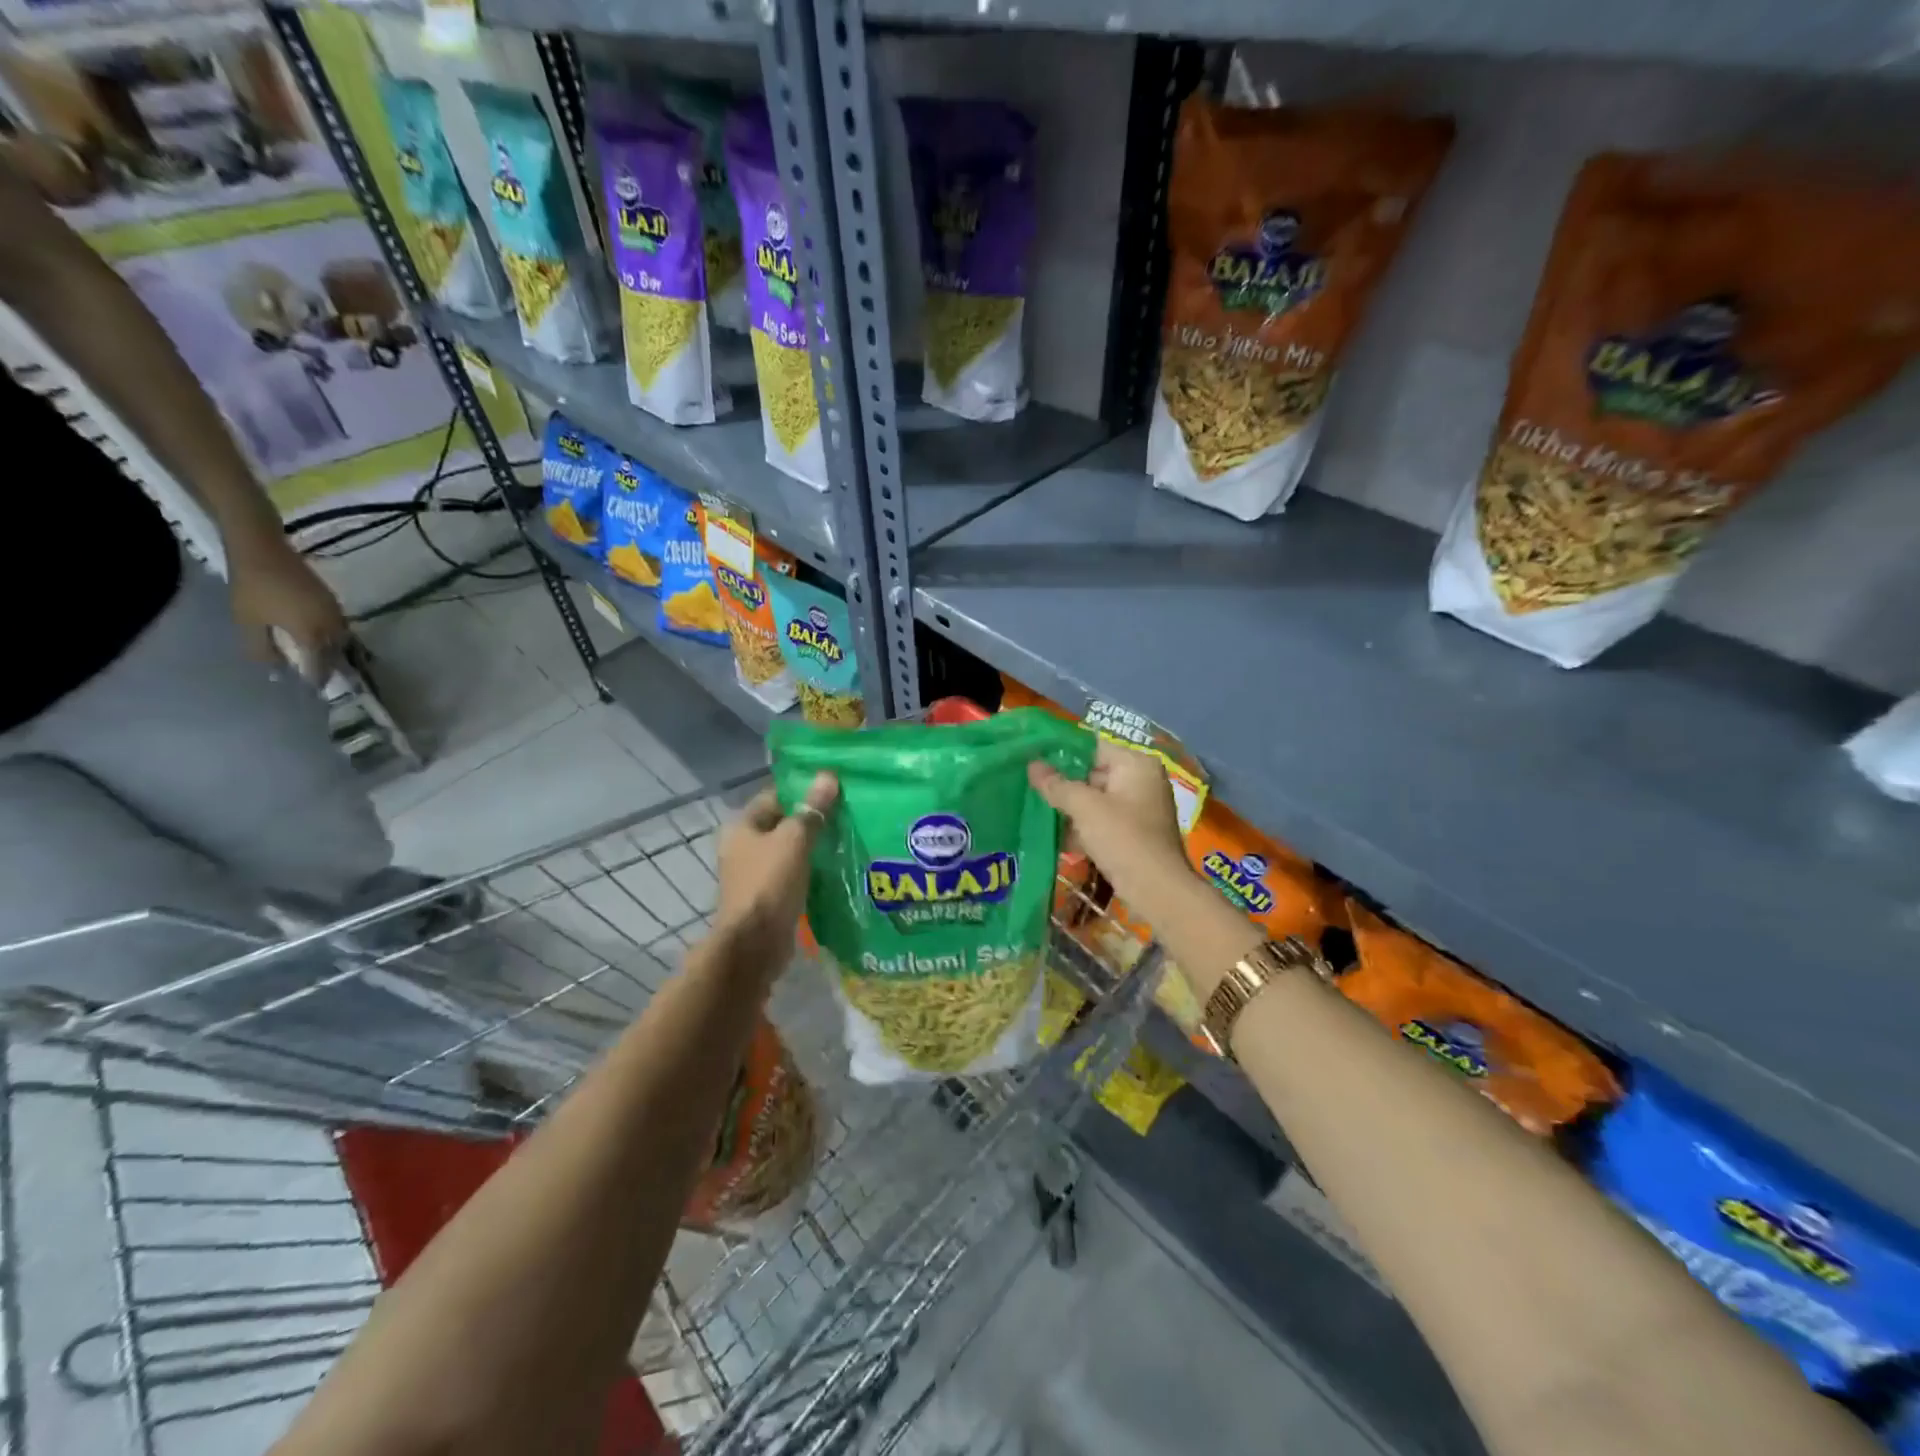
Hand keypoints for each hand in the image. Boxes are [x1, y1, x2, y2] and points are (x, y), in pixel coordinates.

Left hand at [229, 543, 347, 676]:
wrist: (263, 550)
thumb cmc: (252, 588)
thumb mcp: (248, 621)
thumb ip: (262, 648)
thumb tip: (275, 666)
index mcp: (312, 634)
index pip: (321, 664)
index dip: (317, 677)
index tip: (314, 688)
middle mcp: (331, 625)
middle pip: (336, 652)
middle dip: (329, 664)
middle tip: (319, 674)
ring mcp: (334, 611)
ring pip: (340, 638)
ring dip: (332, 649)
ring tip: (320, 656)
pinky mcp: (332, 600)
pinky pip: (337, 625)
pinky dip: (331, 634)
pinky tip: (318, 634)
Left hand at [715, 772, 837, 973]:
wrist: (755, 945)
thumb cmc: (769, 884)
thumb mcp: (794, 840)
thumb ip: (812, 810)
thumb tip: (828, 776)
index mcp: (742, 827)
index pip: (775, 796)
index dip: (803, 789)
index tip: (835, 787)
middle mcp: (743, 847)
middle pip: (783, 823)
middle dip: (813, 819)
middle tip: (849, 812)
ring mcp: (755, 874)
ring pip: (791, 850)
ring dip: (815, 846)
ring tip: (850, 837)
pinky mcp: (769, 897)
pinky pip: (794, 874)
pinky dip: (813, 870)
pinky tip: (838, 868)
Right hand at [1029, 740, 1186, 906]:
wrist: (1157, 890)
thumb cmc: (1123, 838)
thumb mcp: (1085, 808)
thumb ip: (1057, 784)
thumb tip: (1032, 765)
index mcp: (1136, 764)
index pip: (1092, 747)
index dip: (1061, 753)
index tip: (1032, 759)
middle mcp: (1142, 780)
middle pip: (1093, 773)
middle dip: (1062, 784)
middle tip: (1029, 786)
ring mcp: (1140, 808)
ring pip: (1095, 800)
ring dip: (1069, 808)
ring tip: (1035, 810)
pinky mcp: (1135, 833)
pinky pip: (1102, 821)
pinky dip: (1082, 827)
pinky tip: (1056, 836)